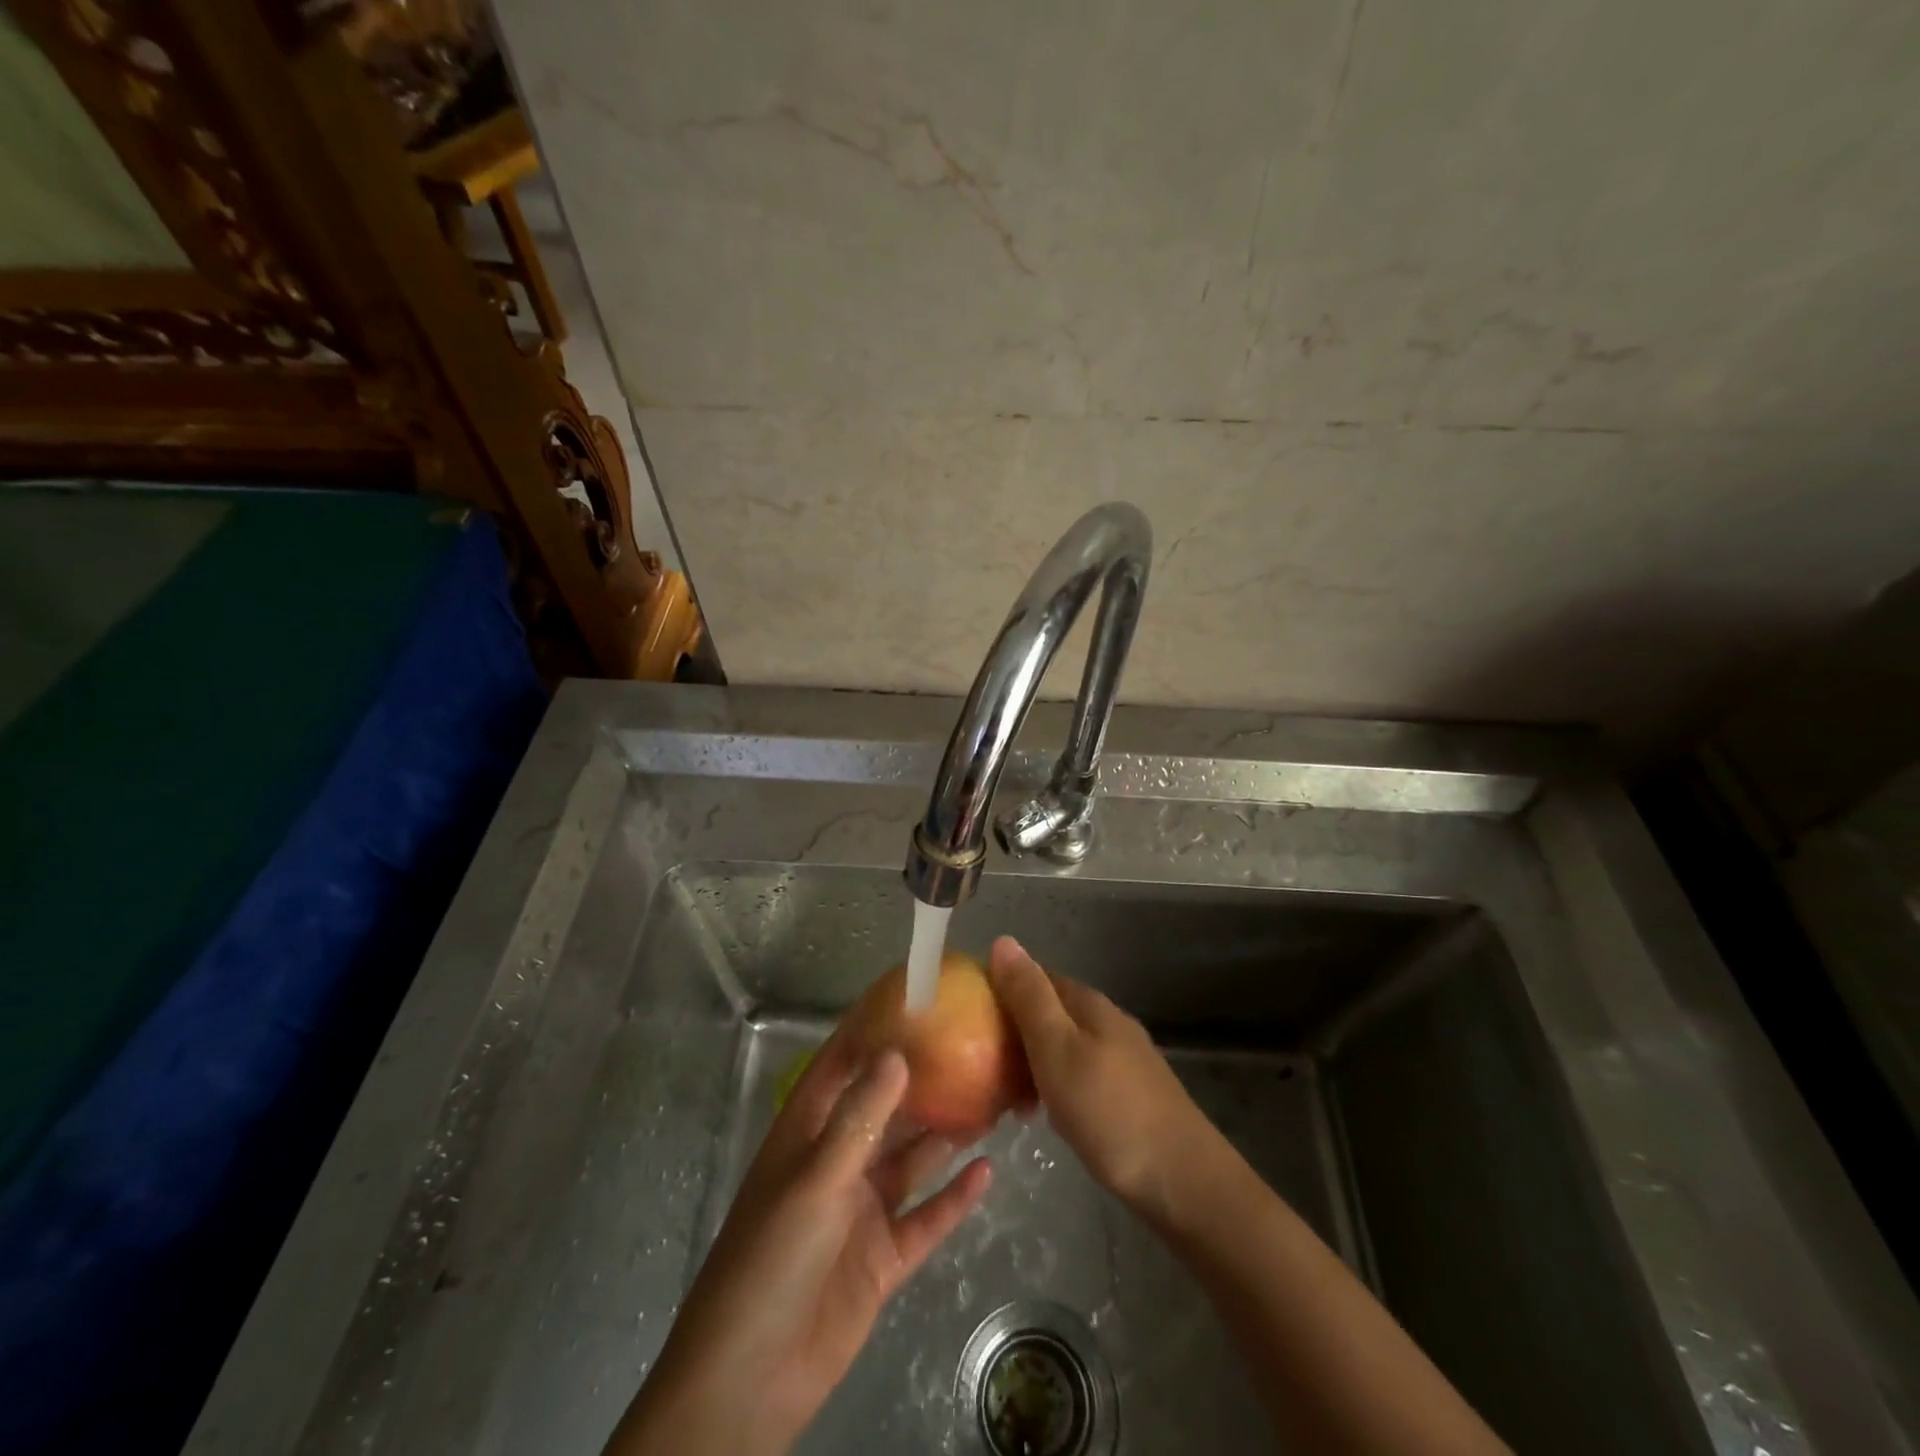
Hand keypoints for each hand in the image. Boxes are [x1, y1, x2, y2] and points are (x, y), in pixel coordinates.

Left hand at [605, 1037, 991, 1455]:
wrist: (749, 1382)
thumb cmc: (770, 1260)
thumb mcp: (815, 1179)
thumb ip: (858, 1118)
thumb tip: (898, 1052)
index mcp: (808, 1132)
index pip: (842, 1063)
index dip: (873, 1027)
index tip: (913, 994)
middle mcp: (838, 1160)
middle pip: (887, 1108)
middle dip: (925, 1080)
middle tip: (973, 1045)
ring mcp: (862, 1209)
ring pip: (912, 1158)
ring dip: (947, 1133)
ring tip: (992, 1098)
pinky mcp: (883, 1256)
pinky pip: (926, 1218)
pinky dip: (954, 1197)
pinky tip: (987, 1172)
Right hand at [988, 935, 1219, 1217]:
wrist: (1182, 1180)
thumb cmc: (1109, 1111)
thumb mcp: (1057, 1050)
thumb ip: (1029, 997)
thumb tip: (1002, 940)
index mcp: (1088, 1003)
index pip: (1035, 975)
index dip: (1000, 986)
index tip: (965, 1012)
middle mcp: (1106, 1020)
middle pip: (1049, 1010)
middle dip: (1012, 1028)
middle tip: (977, 1062)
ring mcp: (1122, 1056)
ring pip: (1062, 1043)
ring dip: (1030, 1060)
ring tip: (1003, 1095)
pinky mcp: (1129, 1091)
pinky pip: (1077, 1071)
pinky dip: (1053, 1083)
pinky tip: (1043, 1114)